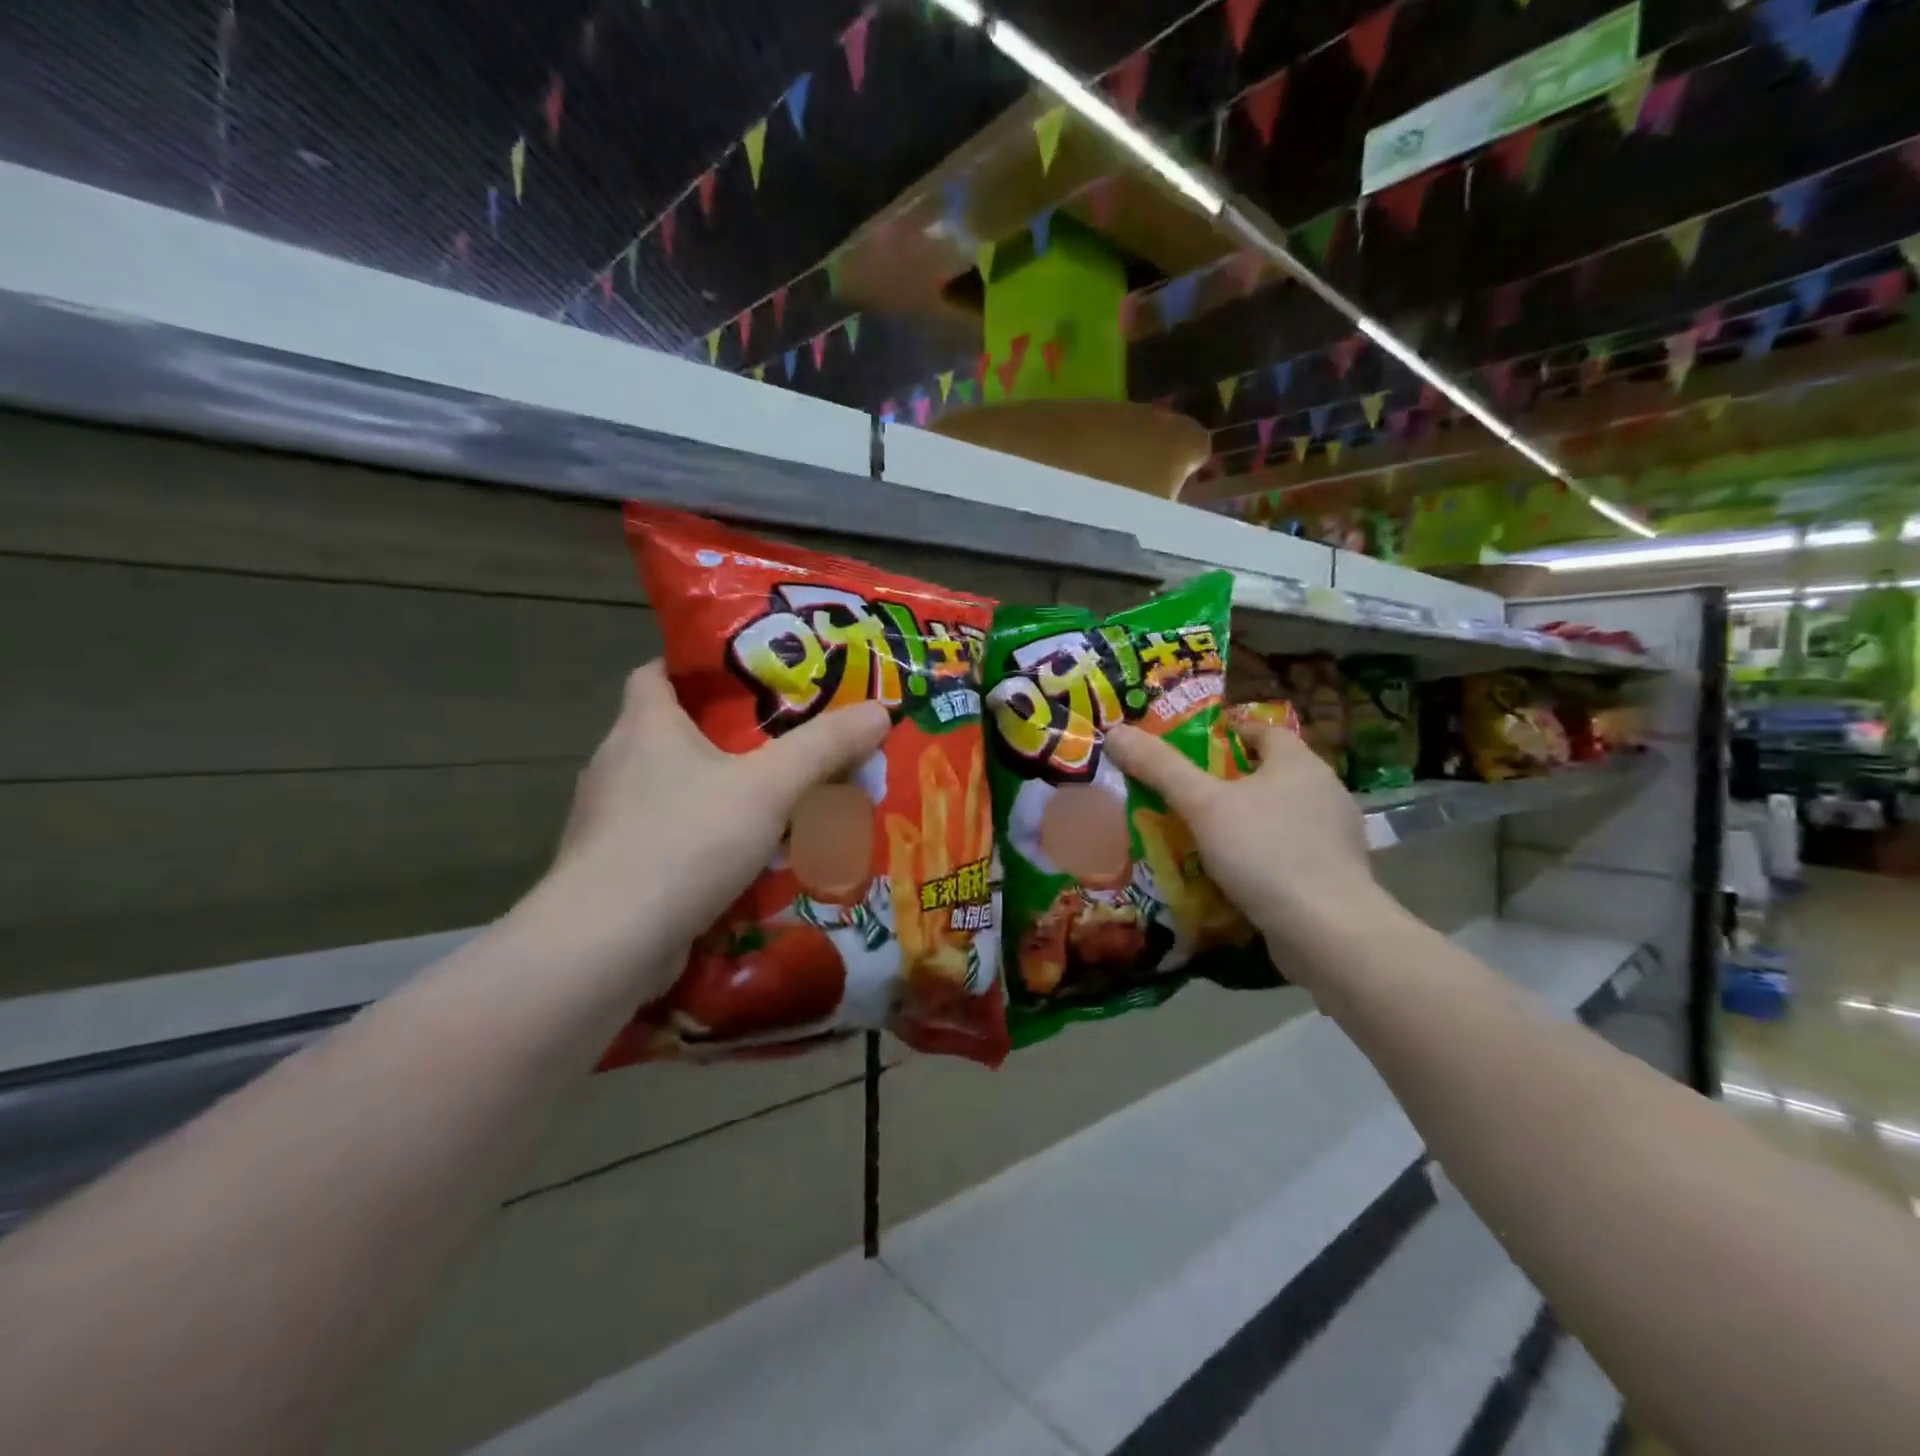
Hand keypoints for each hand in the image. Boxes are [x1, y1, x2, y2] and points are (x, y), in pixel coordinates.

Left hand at [533, 662, 889, 999]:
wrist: (607, 945)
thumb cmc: (686, 840)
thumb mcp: (769, 787)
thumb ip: (824, 747)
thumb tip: (880, 711)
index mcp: (644, 726)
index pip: (657, 672)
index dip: (698, 667)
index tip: (748, 677)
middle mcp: (618, 764)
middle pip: (673, 732)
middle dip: (726, 736)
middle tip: (783, 741)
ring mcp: (610, 820)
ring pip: (674, 790)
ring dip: (719, 793)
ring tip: (774, 802)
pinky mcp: (615, 868)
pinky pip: (670, 838)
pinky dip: (705, 840)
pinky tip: (745, 860)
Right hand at [1104, 717, 1388, 985]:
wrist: (1327, 931)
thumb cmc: (1265, 852)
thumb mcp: (1203, 805)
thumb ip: (1160, 768)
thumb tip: (1116, 732)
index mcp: (1299, 763)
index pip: (1263, 731)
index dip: (1227, 734)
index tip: (1192, 749)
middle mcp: (1324, 791)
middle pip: (1269, 774)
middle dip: (1229, 782)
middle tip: (1186, 794)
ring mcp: (1335, 837)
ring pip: (1279, 816)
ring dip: (1245, 822)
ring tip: (1202, 836)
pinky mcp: (1335, 876)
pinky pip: (1289, 853)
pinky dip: (1262, 857)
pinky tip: (1234, 875)